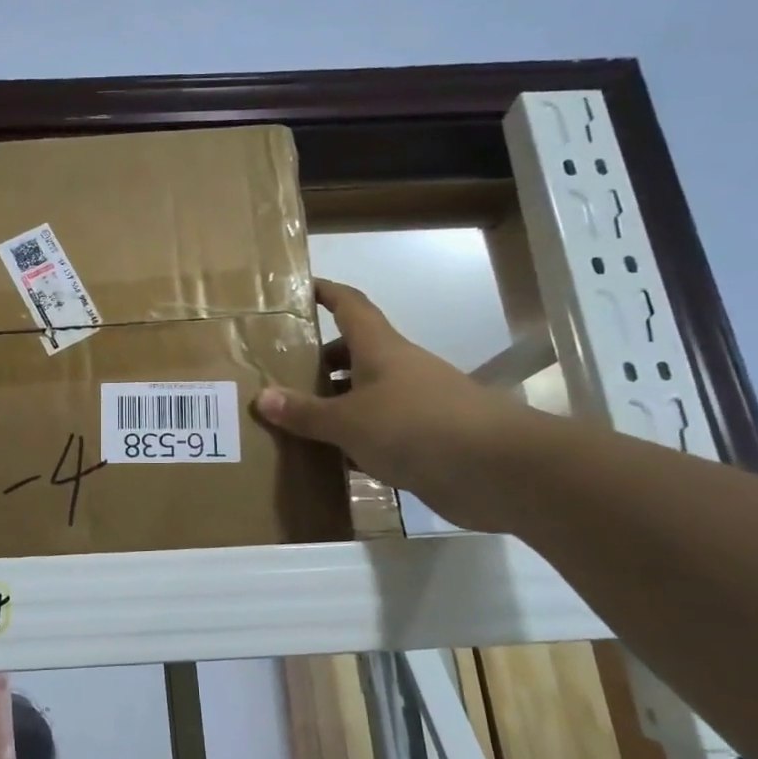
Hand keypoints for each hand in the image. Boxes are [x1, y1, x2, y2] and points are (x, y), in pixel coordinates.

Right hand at [254, 280, 544, 531]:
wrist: (496, 469)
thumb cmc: (415, 425)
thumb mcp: (349, 420)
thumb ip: (305, 412)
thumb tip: (261, 397)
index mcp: (380, 349)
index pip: (350, 306)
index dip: (327, 293)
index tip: (301, 289)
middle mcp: (398, 370)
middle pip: (355, 353)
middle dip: (320, 360)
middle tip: (282, 375)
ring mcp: (416, 405)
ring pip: (366, 395)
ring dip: (336, 404)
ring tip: (296, 421)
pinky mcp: (426, 440)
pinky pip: (380, 432)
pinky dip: (355, 441)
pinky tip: (331, 459)